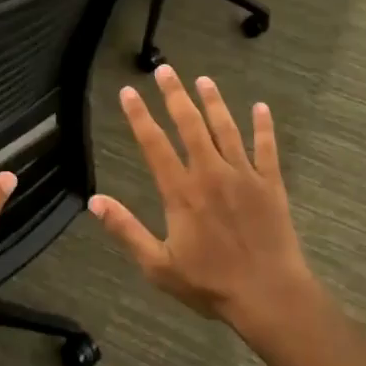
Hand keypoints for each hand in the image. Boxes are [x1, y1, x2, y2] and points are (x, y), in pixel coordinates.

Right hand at [88, 66, 320, 342]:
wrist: (269, 295)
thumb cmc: (210, 284)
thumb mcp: (158, 265)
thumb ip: (126, 230)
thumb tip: (94, 201)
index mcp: (181, 192)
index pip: (154, 144)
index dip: (139, 116)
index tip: (129, 92)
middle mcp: (211, 174)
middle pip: (190, 125)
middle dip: (175, 95)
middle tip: (165, 70)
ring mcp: (244, 176)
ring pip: (226, 129)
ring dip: (214, 102)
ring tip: (204, 80)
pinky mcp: (271, 184)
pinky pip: (267, 148)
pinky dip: (264, 126)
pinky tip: (261, 107)